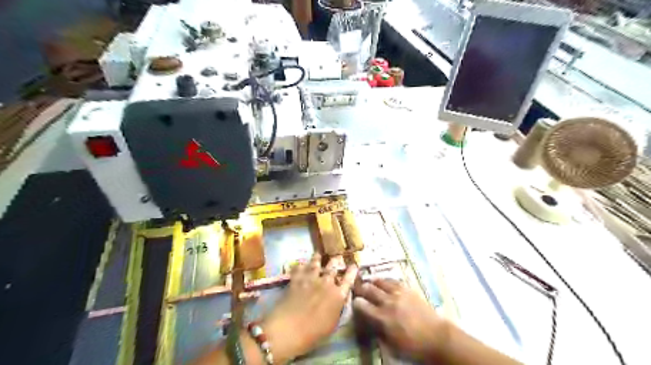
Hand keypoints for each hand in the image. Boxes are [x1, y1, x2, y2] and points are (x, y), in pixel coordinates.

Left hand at [261, 254, 357, 362]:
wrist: (288, 329)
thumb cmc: (313, 334)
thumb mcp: (332, 325)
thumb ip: (338, 309)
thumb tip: (341, 299)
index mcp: (338, 295)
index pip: (349, 279)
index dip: (352, 271)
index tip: (354, 265)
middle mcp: (326, 283)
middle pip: (333, 267)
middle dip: (336, 260)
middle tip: (337, 256)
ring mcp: (310, 279)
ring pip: (316, 263)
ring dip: (318, 258)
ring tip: (319, 254)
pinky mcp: (296, 279)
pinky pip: (299, 268)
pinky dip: (301, 265)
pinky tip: (300, 263)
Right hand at [354, 277, 450, 360]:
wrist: (437, 337)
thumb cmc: (413, 346)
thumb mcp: (391, 345)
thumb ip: (378, 330)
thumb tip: (369, 321)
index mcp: (382, 318)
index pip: (362, 305)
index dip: (356, 303)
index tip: (355, 302)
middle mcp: (388, 302)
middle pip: (369, 289)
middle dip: (361, 289)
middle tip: (358, 289)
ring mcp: (398, 293)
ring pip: (380, 281)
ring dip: (372, 282)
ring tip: (369, 282)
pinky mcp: (408, 289)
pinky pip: (393, 280)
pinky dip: (386, 280)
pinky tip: (384, 282)